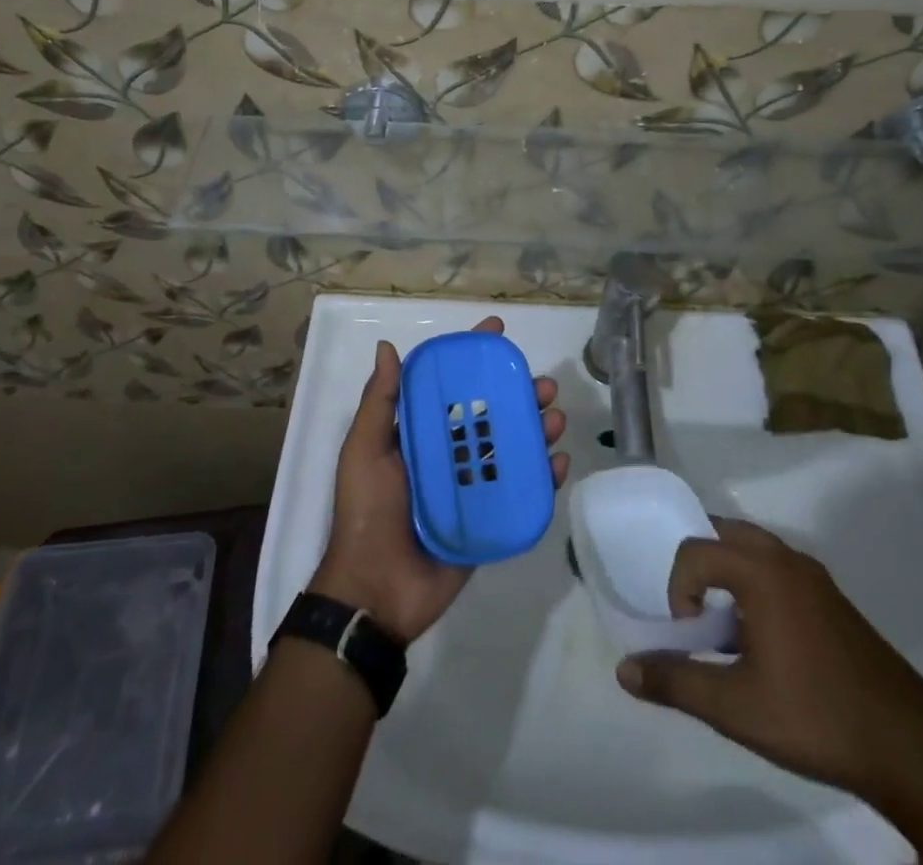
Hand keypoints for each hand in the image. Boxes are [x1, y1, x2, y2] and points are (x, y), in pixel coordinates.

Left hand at [312, 317, 569, 643]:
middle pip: (491, 414)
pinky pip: (520, 491)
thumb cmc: (367, 511)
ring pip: (511, 448)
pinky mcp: (489, 520)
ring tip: (555, 418)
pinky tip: (558, 461)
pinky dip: (542, 475)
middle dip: (518, 394)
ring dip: (536, 429)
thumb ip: (380, 401)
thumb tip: (387, 346)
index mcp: (420, 434)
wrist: (375, 591)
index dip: (474, 358)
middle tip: (542, 385)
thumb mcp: (364, 450)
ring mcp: (471, 487)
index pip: (451, 386)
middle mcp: (449, 455)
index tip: (497, 331)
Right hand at [615, 518, 922, 853]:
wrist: (910, 749)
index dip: (678, 588)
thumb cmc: (814, 717)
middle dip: (699, 564)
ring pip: (754, 548)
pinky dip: (756, 584)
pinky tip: (762, 639)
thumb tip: (624, 669)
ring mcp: (814, 576)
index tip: (689, 635)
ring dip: (728, 572)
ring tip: (723, 624)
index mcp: (761, 572)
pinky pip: (778, 568)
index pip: (695, 550)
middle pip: (724, 532)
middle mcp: (786, 559)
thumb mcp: (735, 708)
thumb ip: (676, 681)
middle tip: (694, 612)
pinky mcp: (832, 598)